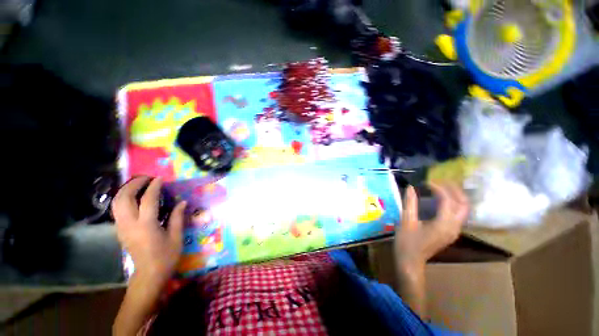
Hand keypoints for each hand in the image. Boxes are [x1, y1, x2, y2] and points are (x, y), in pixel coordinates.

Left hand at [112, 176, 186, 282]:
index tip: (160, 179)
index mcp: (146, 226)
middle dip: (133, 184)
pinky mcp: (120, 230)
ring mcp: (122, 228)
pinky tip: (134, 197)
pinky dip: (123, 198)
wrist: (149, 274)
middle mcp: (130, 224)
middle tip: (146, 178)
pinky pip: (117, 209)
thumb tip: (182, 202)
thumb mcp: (176, 237)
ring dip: (125, 190)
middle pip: (124, 198)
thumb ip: (177, 217)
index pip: (147, 200)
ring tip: (138, 184)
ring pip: (116, 203)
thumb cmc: (166, 256)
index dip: (154, 187)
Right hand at [394, 182, 468, 272]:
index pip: (447, 201)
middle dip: (454, 190)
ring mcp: (454, 231)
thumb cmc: (407, 242)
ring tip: (442, 186)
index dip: (438, 188)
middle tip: (441, 180)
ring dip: (456, 196)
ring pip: (463, 209)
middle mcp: (454, 227)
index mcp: (443, 224)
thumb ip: (410, 203)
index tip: (426, 182)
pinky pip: (458, 214)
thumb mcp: (406, 221)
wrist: (411, 261)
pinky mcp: (451, 232)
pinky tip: (443, 199)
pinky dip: (453, 203)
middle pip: (463, 204)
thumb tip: (411, 187)